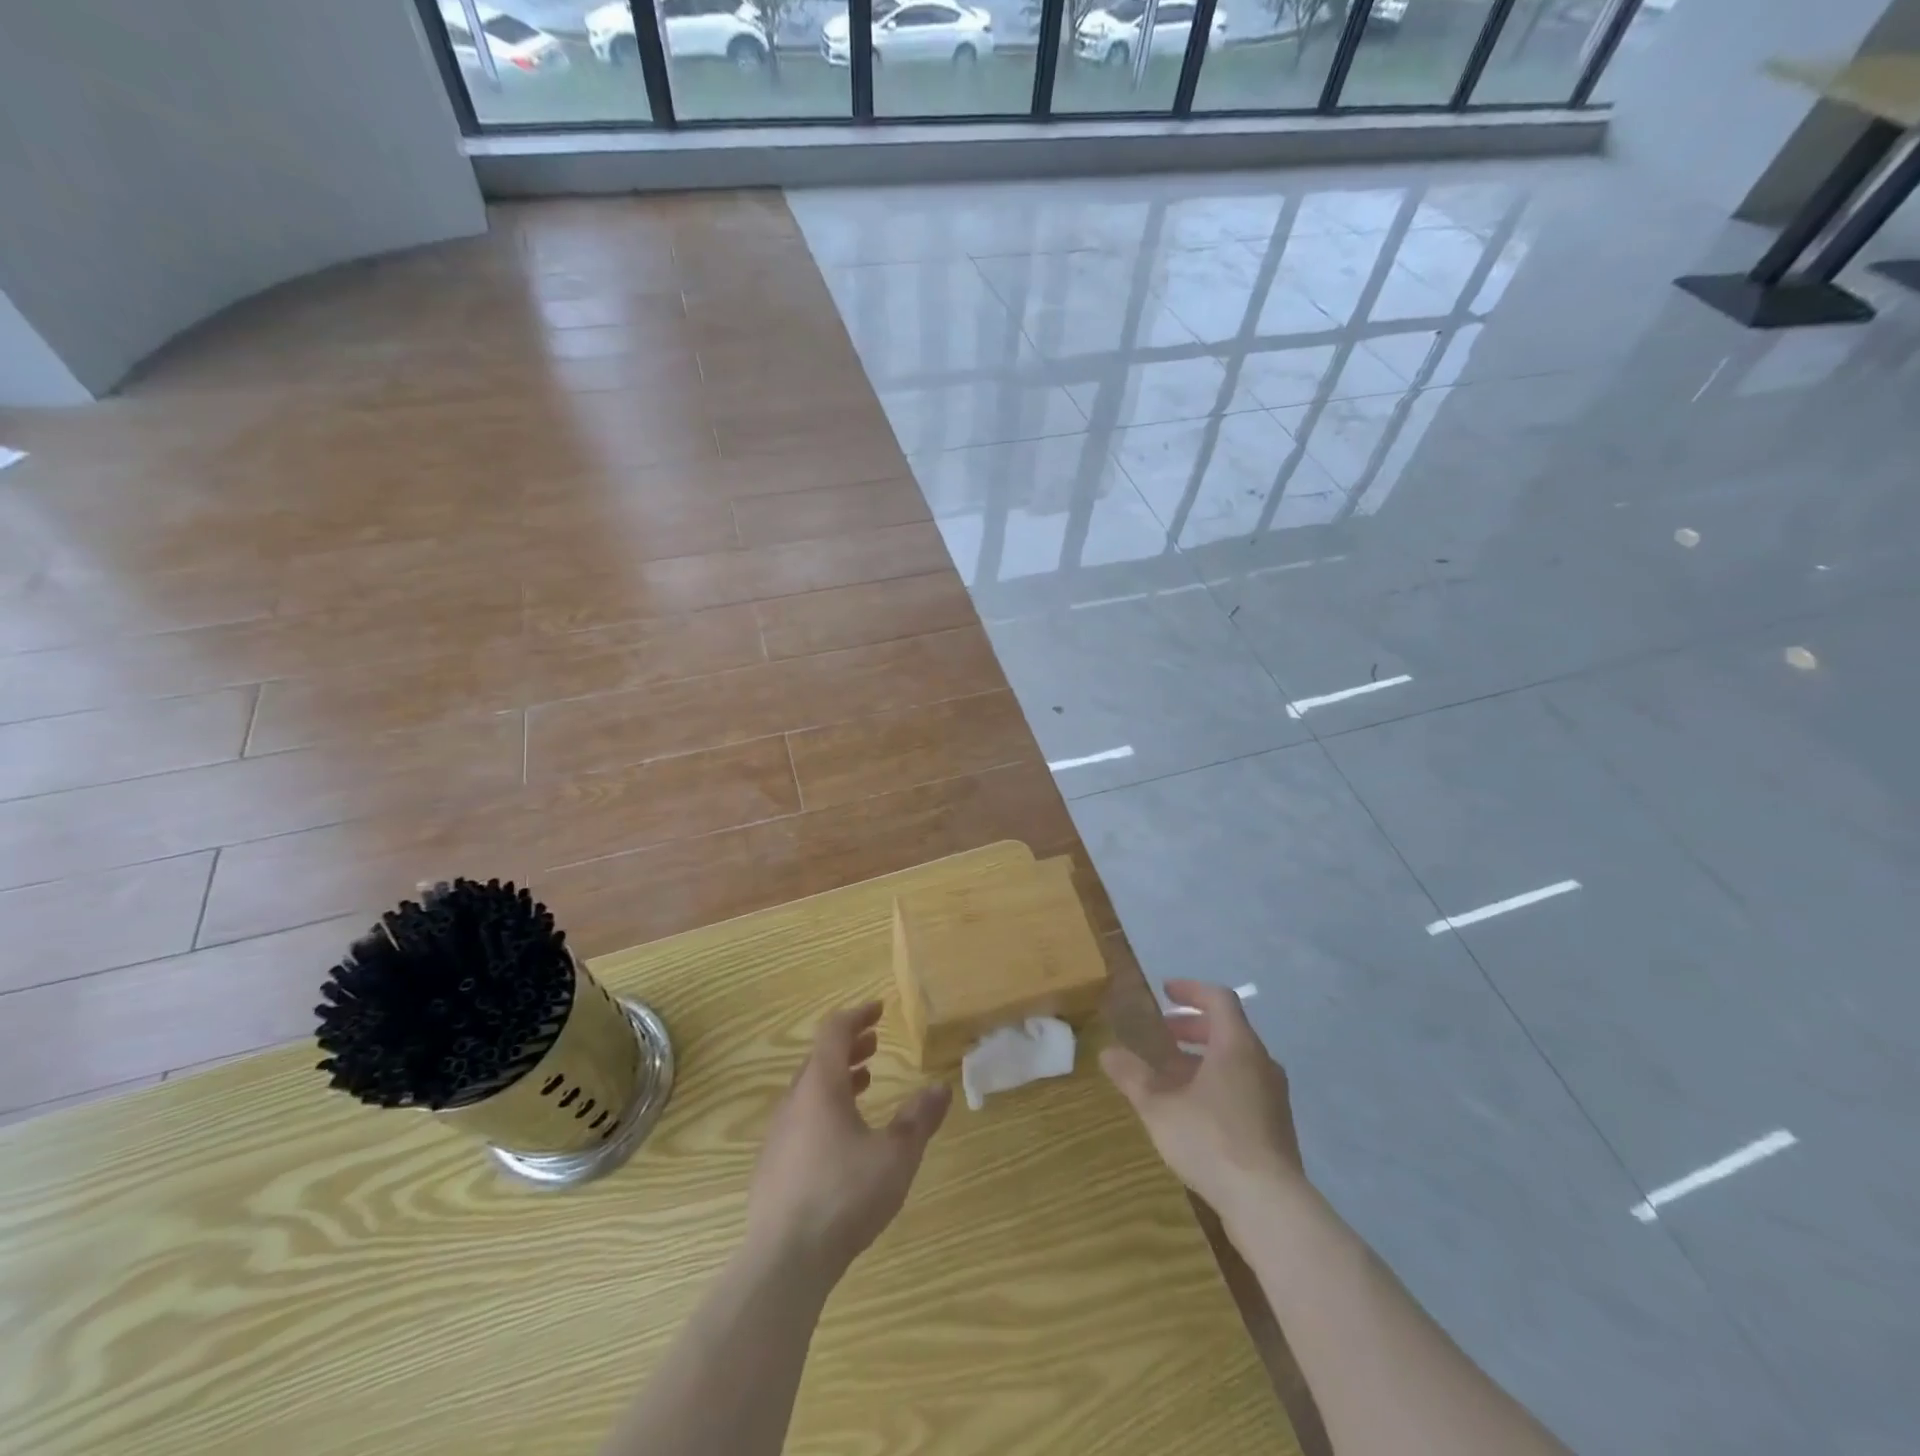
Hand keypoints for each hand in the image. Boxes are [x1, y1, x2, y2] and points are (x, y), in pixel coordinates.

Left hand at [747, 1002, 951, 1279]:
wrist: (783, 1261)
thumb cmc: (843, 1196)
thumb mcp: (895, 1156)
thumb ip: (918, 1119)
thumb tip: (940, 1087)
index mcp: (820, 1087)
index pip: (834, 1032)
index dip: (857, 1015)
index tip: (878, 1009)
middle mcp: (794, 1102)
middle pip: (819, 1059)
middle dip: (849, 1046)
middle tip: (875, 1044)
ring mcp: (778, 1135)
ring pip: (808, 1090)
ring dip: (837, 1078)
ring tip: (865, 1082)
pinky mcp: (772, 1167)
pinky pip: (801, 1119)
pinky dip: (824, 1108)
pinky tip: (842, 1138)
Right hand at [1099, 979, 1304, 1230]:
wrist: (1269, 1205)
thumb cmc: (1211, 1140)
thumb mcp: (1159, 1107)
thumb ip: (1133, 1076)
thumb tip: (1107, 1052)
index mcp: (1236, 1046)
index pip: (1218, 999)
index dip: (1191, 990)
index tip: (1165, 992)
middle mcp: (1260, 1063)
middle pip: (1228, 1029)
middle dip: (1193, 1026)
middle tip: (1163, 1034)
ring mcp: (1273, 1096)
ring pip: (1236, 1061)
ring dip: (1203, 1058)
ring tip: (1171, 1075)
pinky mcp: (1276, 1126)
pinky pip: (1244, 1087)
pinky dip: (1218, 1083)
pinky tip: (1194, 1110)